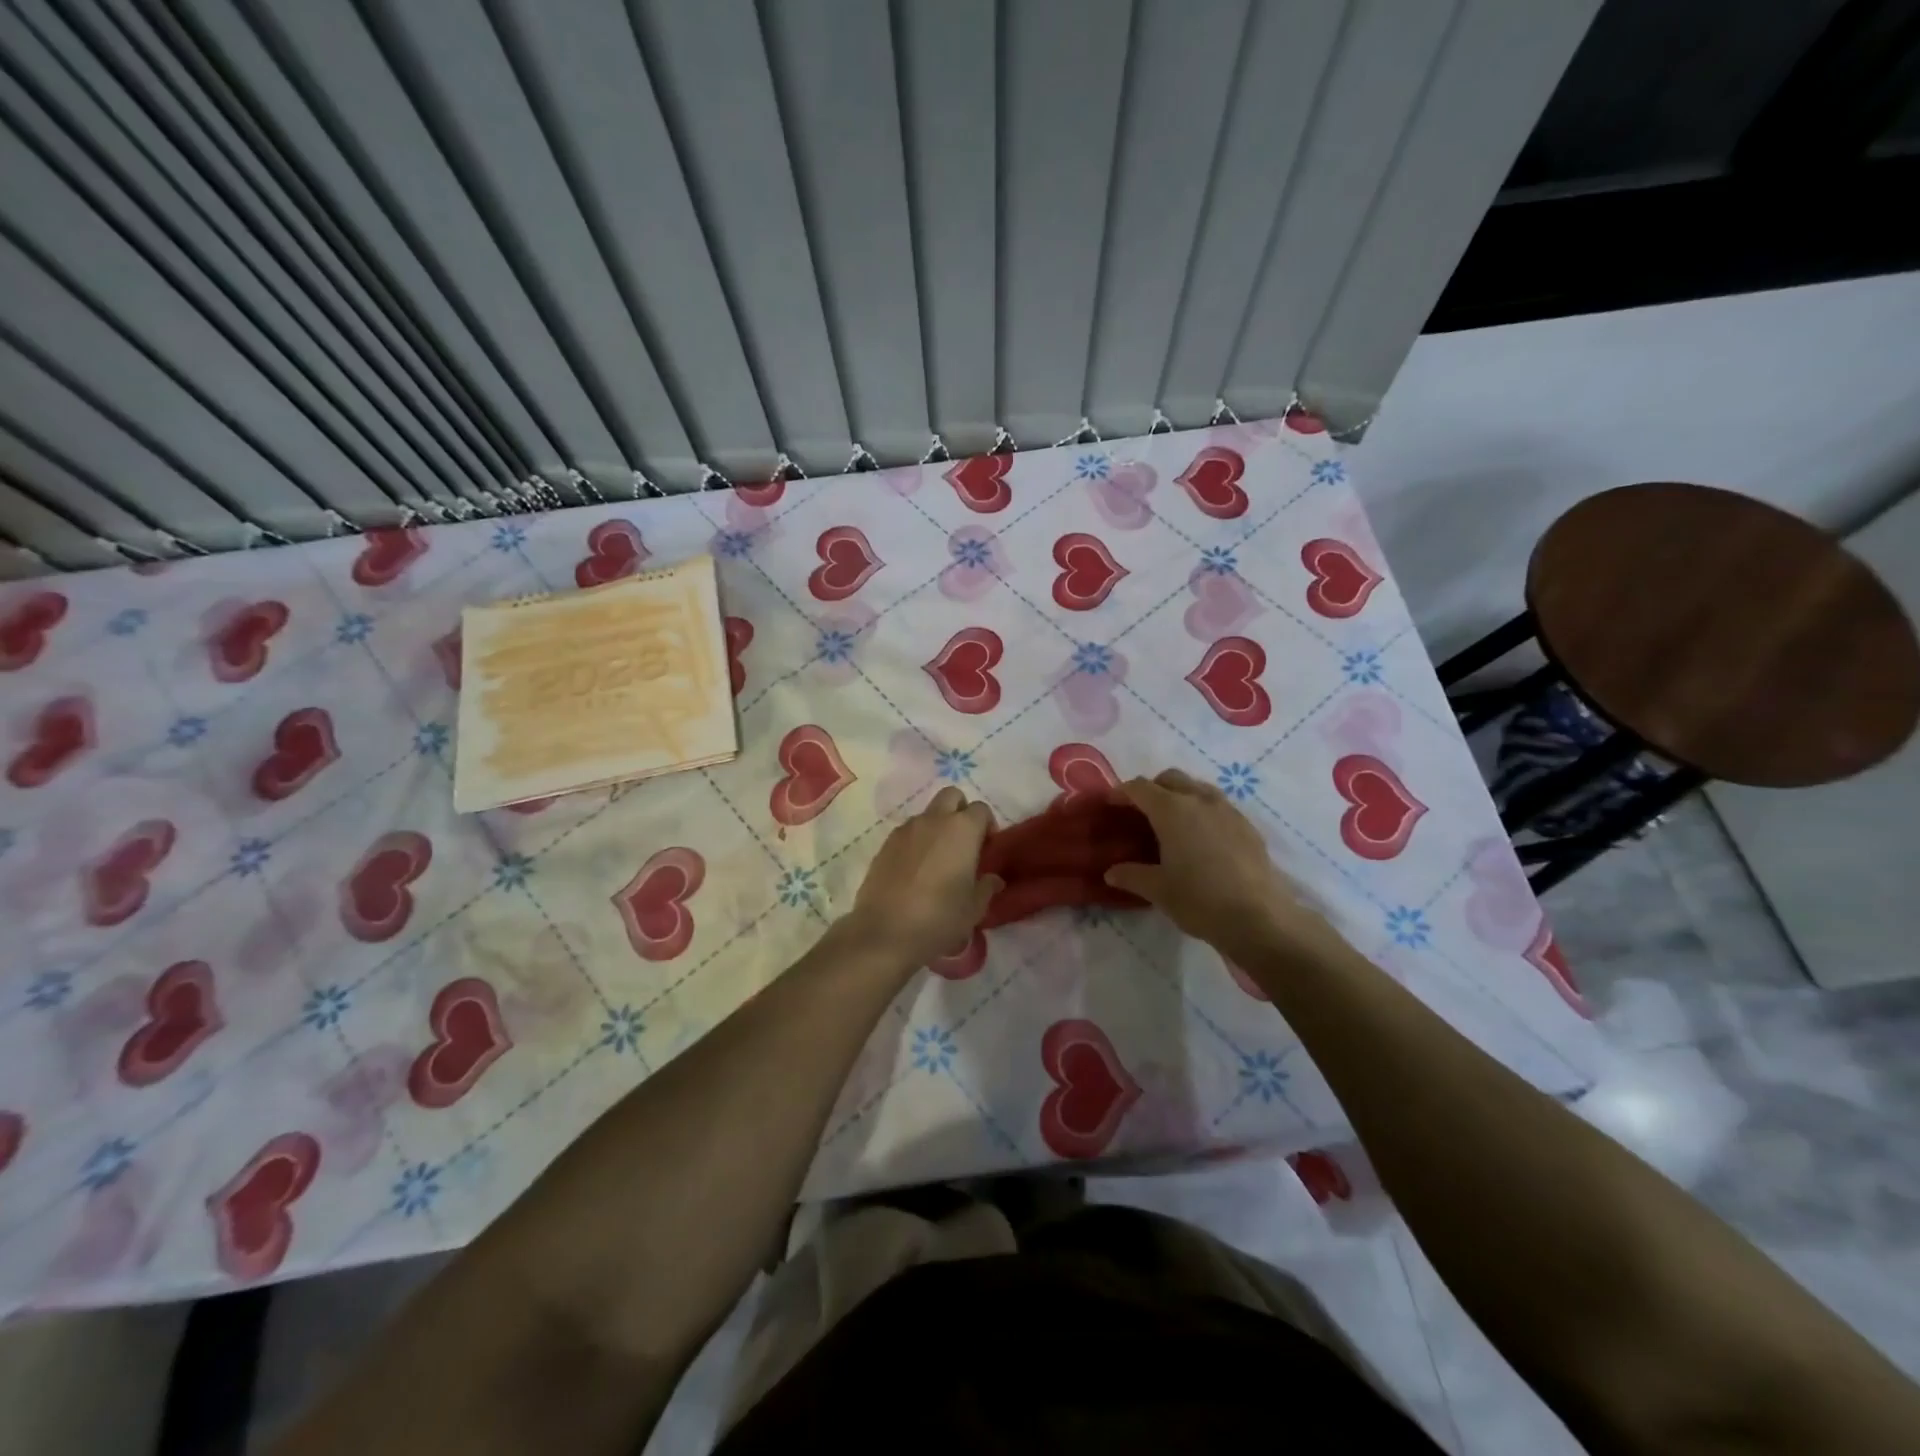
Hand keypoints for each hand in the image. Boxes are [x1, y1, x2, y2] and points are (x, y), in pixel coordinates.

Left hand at [841, 786, 1002, 971]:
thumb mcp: (974, 908)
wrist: (884, 932)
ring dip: (937, 827)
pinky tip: (916, 871)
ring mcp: (905, 830)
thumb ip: (986, 887)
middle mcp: (933, 820)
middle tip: (964, 843)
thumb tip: (993, 879)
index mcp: (962, 829)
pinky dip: (916, 842)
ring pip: (927, 814)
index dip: (987, 826)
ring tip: (938, 860)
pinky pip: (907, 832)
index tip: (987, 849)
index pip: (981, 809)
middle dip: (961, 811)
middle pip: (952, 796)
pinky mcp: (884, 844)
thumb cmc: (940, 918)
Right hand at [1104, 769, 1347, 965]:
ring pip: (1197, 788)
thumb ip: (1131, 875)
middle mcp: (1200, 800)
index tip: (1109, 804)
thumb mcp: (1157, 890)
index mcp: (1172, 810)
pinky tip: (1201, 839)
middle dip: (1151, 788)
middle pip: (1170, 778)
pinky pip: (1218, 806)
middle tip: (1139, 812)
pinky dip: (1202, 811)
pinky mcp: (1247, 826)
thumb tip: (1111, 872)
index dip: (1120, 792)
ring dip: (1180, 795)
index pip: (1139, 788)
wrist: (1259, 918)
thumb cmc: (1199, 899)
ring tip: (1172, 822)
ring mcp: (1228, 810)